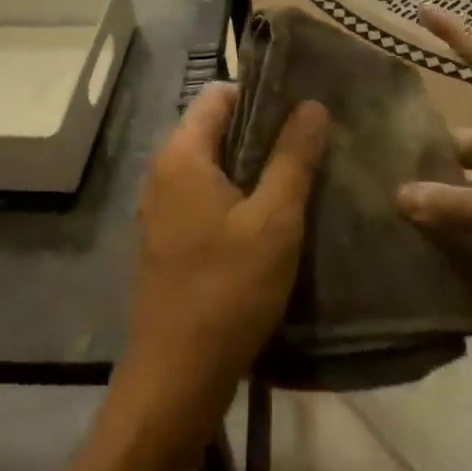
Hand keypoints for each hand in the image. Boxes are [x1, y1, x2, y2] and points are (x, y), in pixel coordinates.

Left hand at [116, 83, 328, 443]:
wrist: (176, 377)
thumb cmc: (228, 290)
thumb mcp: (274, 221)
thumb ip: (293, 158)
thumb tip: (311, 105)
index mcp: (182, 154)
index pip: (219, 94)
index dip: (261, 93)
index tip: (302, 108)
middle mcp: (163, 171)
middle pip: (215, 127)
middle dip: (262, 130)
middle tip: (311, 142)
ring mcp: (160, 207)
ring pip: (212, 164)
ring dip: (252, 166)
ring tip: (299, 176)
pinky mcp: (167, 238)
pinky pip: (204, 196)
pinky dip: (235, 194)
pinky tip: (269, 217)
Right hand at [395, 7, 471, 353]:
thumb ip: (458, 207)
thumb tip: (398, 195)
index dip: (456, 34)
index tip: (421, 12)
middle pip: (455, 131)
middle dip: (416, 133)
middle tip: (364, 140)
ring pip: (455, 181)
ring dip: (422, 187)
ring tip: (372, 194)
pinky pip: (462, 223)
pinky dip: (435, 226)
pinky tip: (400, 238)